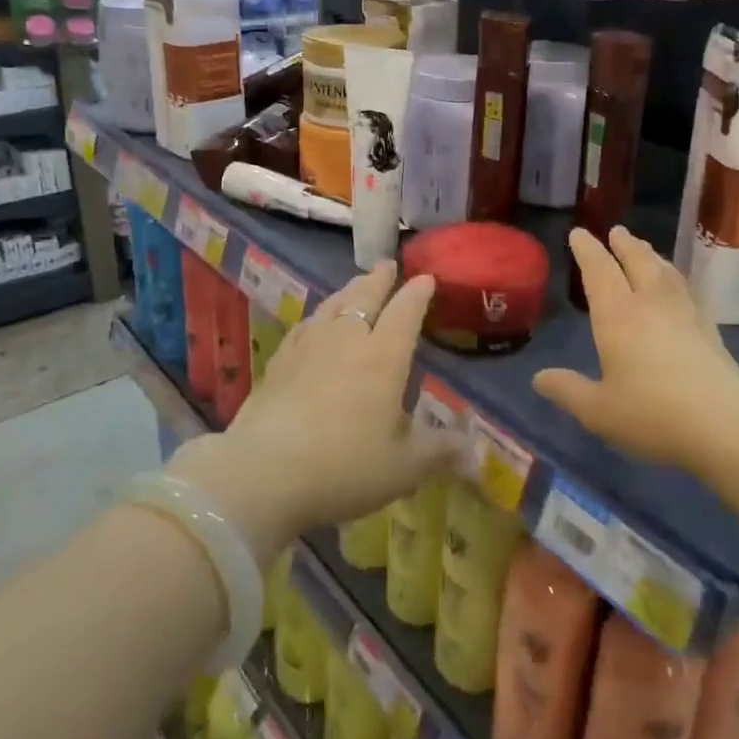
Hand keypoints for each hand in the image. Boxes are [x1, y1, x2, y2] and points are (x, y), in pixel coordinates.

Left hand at [170, 263, 453, 560]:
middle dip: (380, 279)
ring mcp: (308, 347)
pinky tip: (314, 322)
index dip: (418, 293)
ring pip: (332, 305)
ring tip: (356, 285)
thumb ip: (440, 452)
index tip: (426, 279)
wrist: (263, 474)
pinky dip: (318, 316)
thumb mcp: (404, 467)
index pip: (405, 312)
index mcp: (383, 357)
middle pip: (365, 297)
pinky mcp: (279, 362)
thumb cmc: (344, 467)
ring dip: (348, 291)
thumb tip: (474, 452)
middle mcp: (347, 340)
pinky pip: (304, 326)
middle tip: (388, 265)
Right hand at [533, 227, 738, 477]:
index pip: (598, 270)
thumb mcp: (599, 410)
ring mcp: (684, 312)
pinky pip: (686, 288)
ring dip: (650, 254)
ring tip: (644, 249)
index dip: (587, 250)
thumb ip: (568, 391)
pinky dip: (675, 277)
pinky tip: (678, 286)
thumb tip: (539, 378)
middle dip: (623, 244)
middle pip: (637, 260)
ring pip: (664, 271)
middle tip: (616, 231)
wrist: (725, 423)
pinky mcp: (709, 327)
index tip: (578, 233)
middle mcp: (649, 303)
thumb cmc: (652, 414)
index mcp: (617, 315)